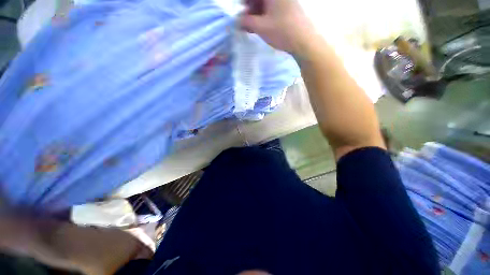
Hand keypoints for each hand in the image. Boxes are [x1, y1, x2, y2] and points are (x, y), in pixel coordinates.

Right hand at [240, 0, 316, 54]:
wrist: (304, 41)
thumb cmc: (282, 31)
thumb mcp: (261, 27)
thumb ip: (246, 22)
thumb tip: (237, 20)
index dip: (244, 2)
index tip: (239, 10)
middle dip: (249, 7)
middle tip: (244, 20)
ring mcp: (285, 1)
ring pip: (265, 4)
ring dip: (256, 13)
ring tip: (250, 27)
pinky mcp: (288, 9)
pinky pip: (272, 9)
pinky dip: (264, 16)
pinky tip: (260, 26)